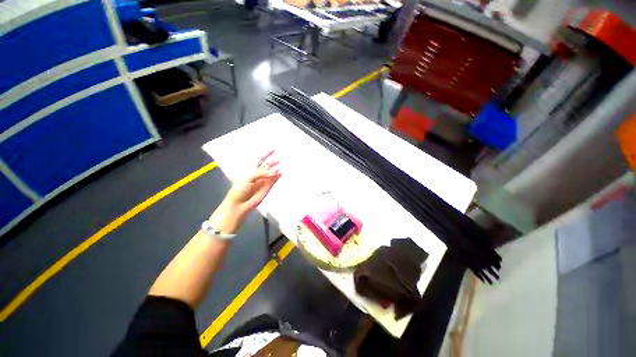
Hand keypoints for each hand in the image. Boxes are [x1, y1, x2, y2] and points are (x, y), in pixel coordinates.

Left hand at [209, 150, 281, 233]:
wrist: (240, 204)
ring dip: (276, 169)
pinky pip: (275, 180)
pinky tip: (281, 173)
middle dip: (273, 162)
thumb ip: (261, 173)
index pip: (260, 160)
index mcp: (251, 170)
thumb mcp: (248, 178)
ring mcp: (264, 181)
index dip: (266, 154)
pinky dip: (278, 176)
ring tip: (281, 166)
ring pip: (272, 173)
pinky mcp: (268, 187)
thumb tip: (274, 172)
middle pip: (267, 166)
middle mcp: (259, 174)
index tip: (273, 149)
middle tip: (279, 159)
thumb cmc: (239, 189)